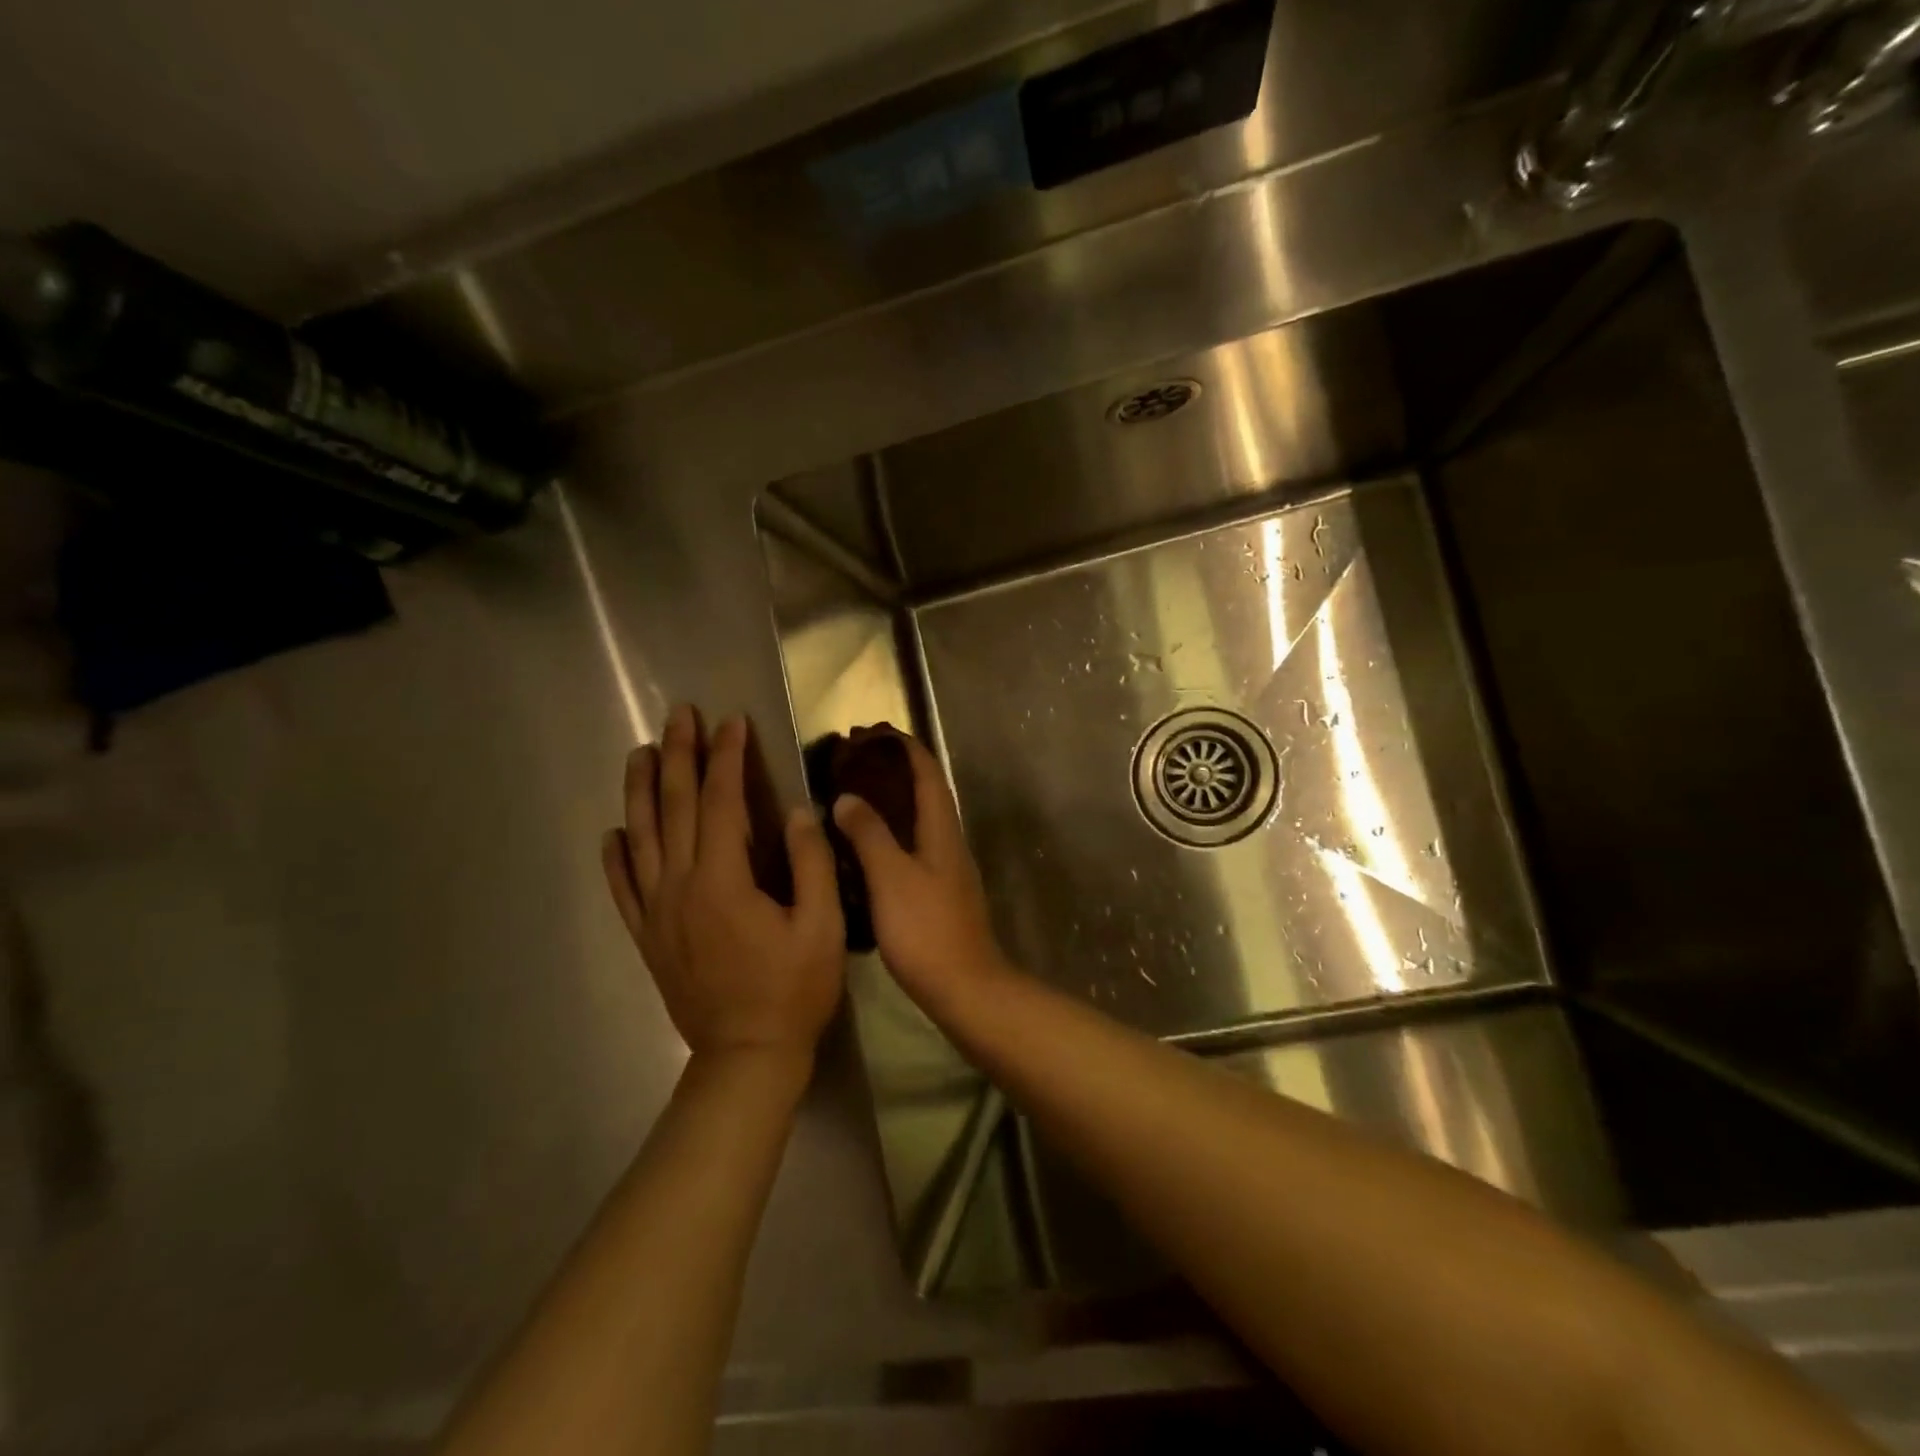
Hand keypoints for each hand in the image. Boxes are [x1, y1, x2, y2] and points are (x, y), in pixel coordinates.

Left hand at [602, 705, 844, 1061]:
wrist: (746, 1058)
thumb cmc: (793, 991)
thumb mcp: (822, 926)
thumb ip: (811, 863)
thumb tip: (798, 811)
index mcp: (723, 880)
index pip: (722, 801)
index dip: (727, 757)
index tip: (731, 722)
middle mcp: (680, 886)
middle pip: (675, 807)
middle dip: (679, 755)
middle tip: (679, 715)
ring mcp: (657, 912)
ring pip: (641, 838)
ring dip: (640, 790)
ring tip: (640, 752)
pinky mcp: (648, 937)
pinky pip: (622, 888)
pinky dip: (615, 857)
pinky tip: (612, 832)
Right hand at [830, 734, 1009, 1009]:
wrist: (965, 988)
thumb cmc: (926, 929)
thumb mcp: (891, 877)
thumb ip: (869, 834)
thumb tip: (847, 796)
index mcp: (942, 830)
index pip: (928, 772)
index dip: (904, 747)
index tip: (873, 731)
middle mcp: (949, 842)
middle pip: (925, 792)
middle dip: (894, 770)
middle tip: (854, 761)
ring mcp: (947, 869)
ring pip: (919, 820)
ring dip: (891, 801)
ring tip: (853, 796)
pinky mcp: (939, 893)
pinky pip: (913, 847)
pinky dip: (890, 833)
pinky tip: (864, 848)